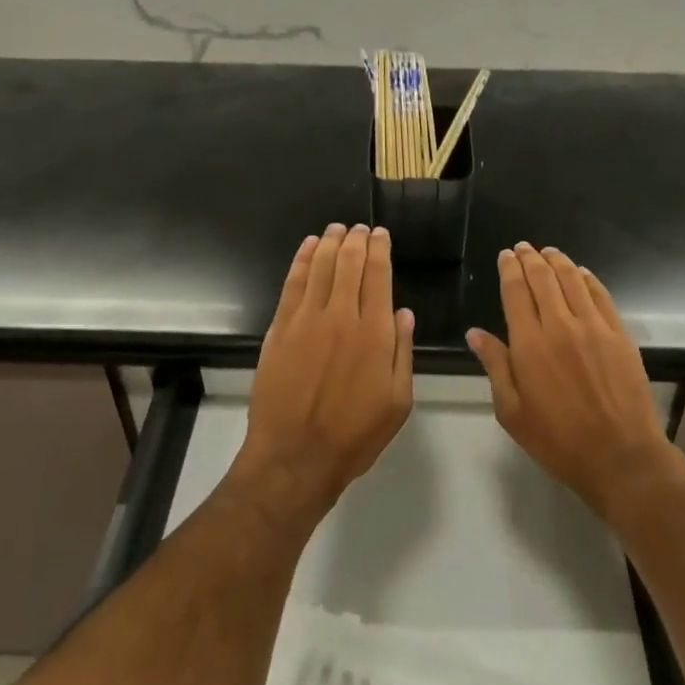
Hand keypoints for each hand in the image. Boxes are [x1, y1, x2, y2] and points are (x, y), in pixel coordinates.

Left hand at [233, 224, 413, 522]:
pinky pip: (292, 283)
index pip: (378, 276)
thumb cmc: (354, 435)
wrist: (295, 456)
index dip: (380, 250)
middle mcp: (341, 317)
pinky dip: (301, 260)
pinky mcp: (281, 328)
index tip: (381, 234)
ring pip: (320, 266)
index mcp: (374, 333)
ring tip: (337, 229)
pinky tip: (308, 247)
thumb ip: (402, 352)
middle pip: (349, 263)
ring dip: (330, 242)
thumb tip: (403, 312)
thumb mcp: (398, 402)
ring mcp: (307, 320)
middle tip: (360, 228)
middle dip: (357, 240)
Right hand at [468, 243, 672, 517]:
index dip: (510, 269)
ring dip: (558, 261)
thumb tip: (475, 333)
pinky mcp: (619, 334)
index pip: (516, 291)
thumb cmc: (558, 439)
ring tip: (548, 252)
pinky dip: (588, 278)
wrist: (620, 456)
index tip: (506, 255)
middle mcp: (560, 325)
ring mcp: (594, 327)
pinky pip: (601, 295)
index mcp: (529, 344)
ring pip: (572, 279)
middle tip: (523, 247)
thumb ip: (495, 366)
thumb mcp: (512, 411)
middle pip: (543, 278)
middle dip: (530, 258)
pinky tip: (581, 273)